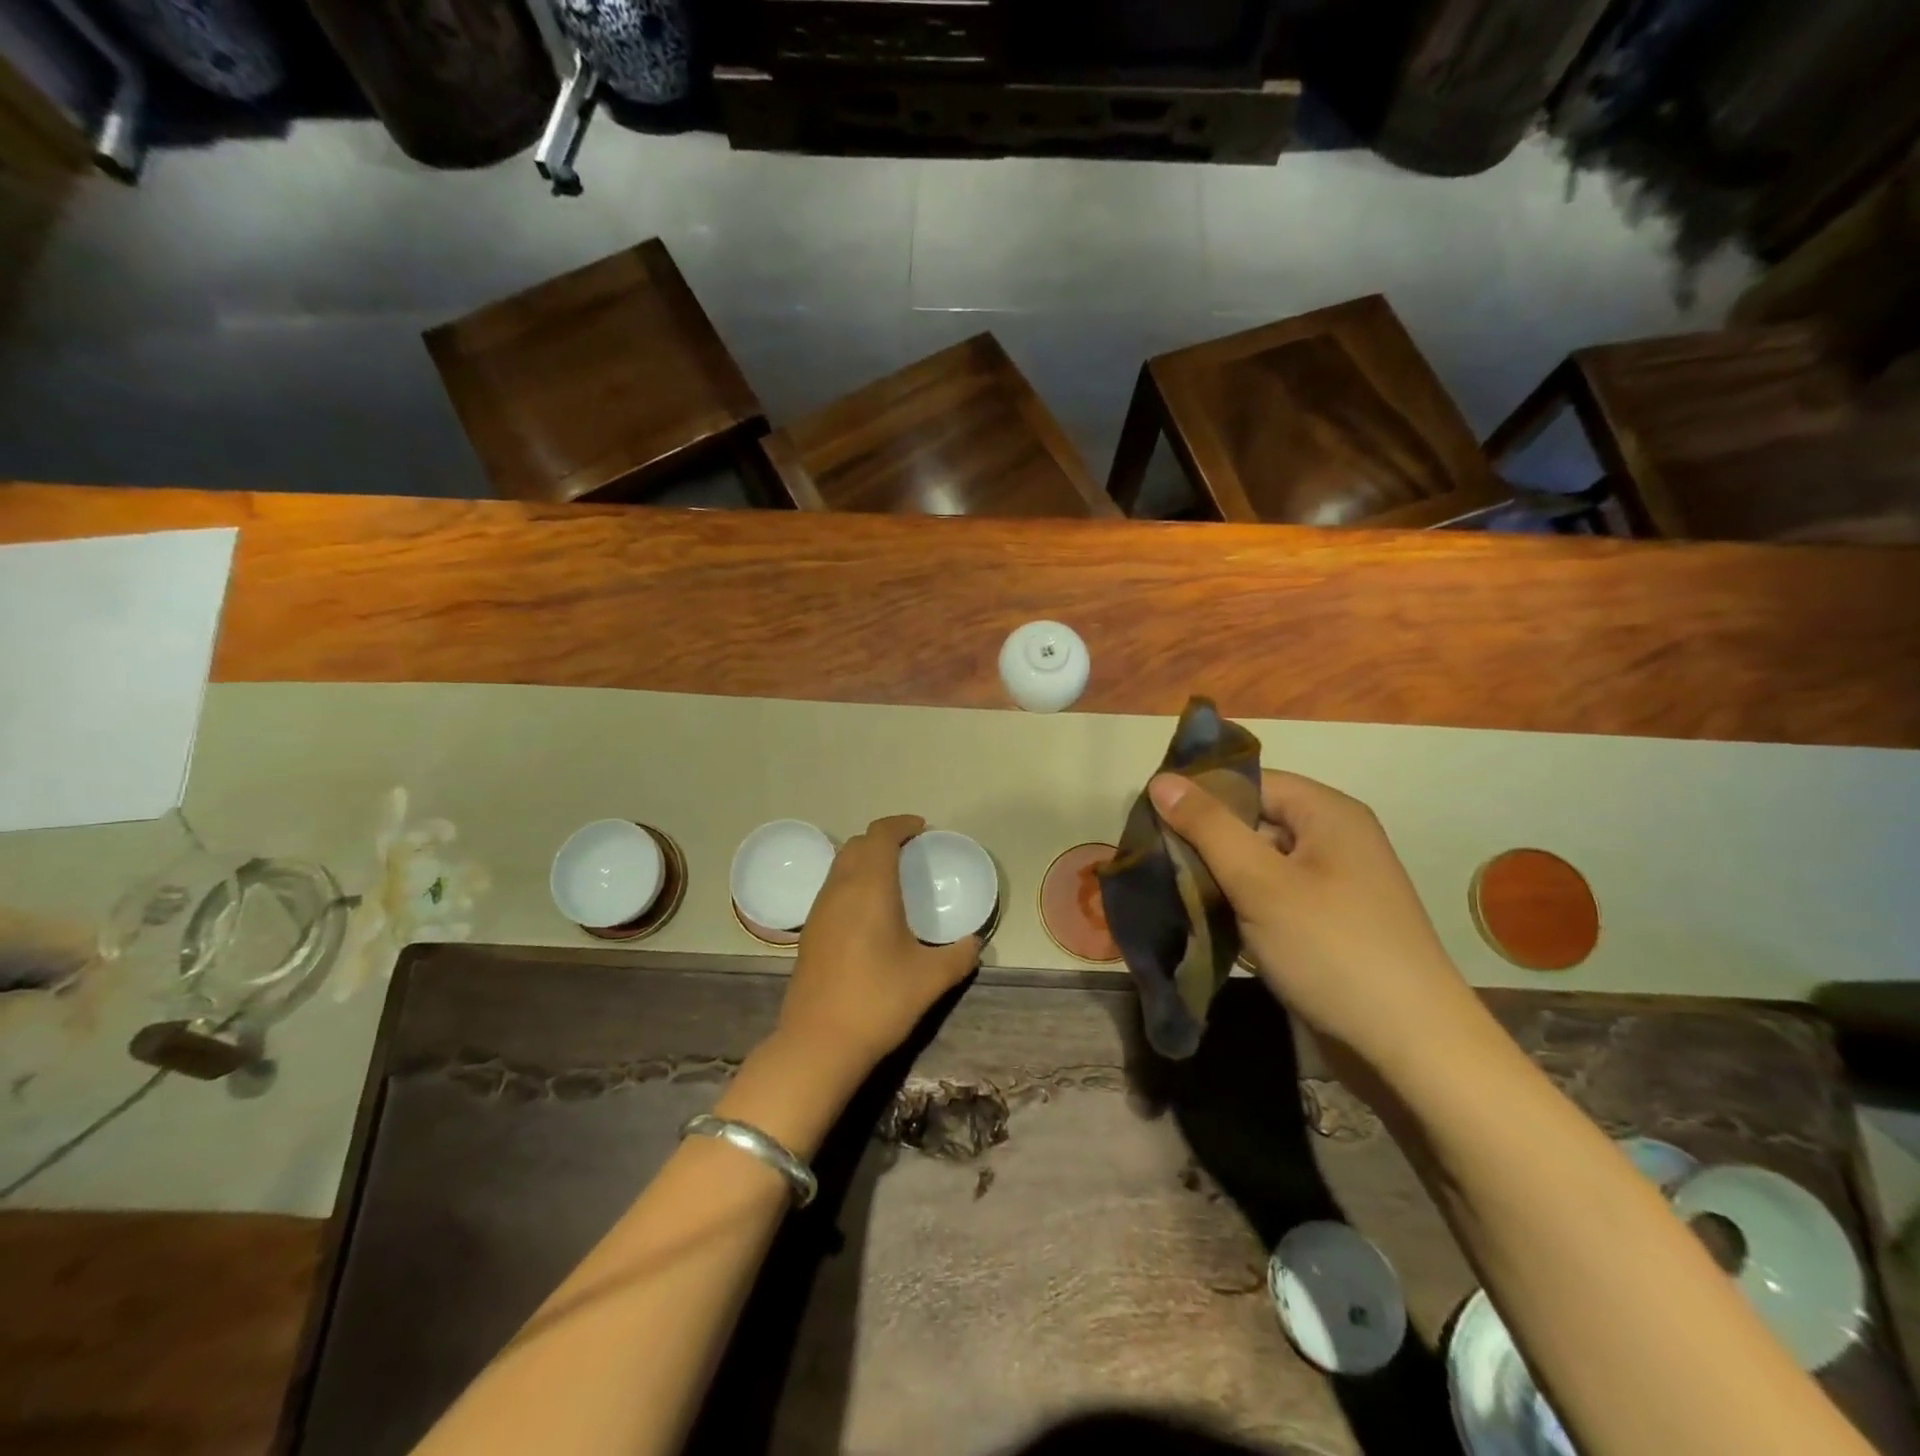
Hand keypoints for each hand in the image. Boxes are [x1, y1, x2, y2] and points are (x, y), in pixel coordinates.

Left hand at [779, 815, 980, 1074]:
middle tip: (911, 851)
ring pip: (840, 865)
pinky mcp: (809, 932)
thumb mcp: (931, 979)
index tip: (922, 830)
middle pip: (857, 845)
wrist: (819, 1043)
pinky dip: (852, 882)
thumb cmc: (878, 1001)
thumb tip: (974, 943)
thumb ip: (959, 955)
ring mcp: (819, 910)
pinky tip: (869, 911)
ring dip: (864, 859)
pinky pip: (832, 888)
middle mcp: (840, 889)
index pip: (880, 835)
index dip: (901, 825)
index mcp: (870, 888)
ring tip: (892, 877)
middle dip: (883, 839)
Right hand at [1147, 771, 1480, 1072]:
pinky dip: (1238, 904)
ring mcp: (1332, 885)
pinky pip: (1270, 897)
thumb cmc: (1332, 950)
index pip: (1250, 781)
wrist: (1411, 1050)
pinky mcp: (1326, 924)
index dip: (1200, 794)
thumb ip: (1208, 828)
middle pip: (1252, 821)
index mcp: (1328, 813)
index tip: (1149, 818)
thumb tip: (1160, 780)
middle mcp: (1333, 839)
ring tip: (1167, 890)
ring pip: (1257, 863)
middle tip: (1152, 859)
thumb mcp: (1260, 883)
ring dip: (1217, 876)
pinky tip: (1204, 921)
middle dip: (1203, 839)